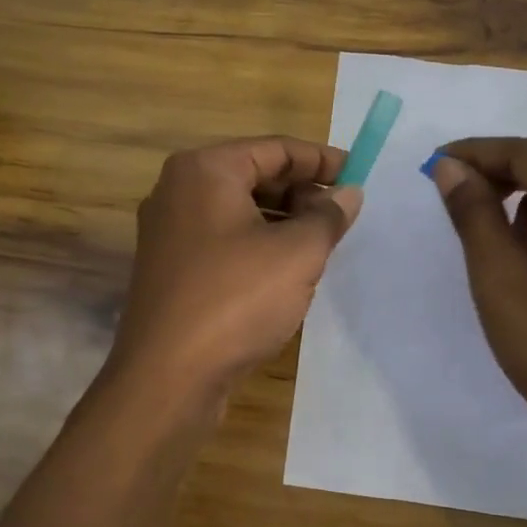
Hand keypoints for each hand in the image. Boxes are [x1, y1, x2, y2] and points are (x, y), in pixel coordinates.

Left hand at [110, 136, 362, 400]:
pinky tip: (285, 271)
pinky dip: (258, 244)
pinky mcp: (170, 268)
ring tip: (321, 243)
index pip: (274, 148)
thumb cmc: (236, 299)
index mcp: (204, 170)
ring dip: (282, 220)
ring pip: (239, 210)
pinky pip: (223, 240)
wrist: (167, 377)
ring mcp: (169, 231)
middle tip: (342, 214)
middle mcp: (178, 190)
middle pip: (253, 175)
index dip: (321, 159)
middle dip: (301, 191)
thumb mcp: (297, 253)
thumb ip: (328, 216)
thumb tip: (348, 193)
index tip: (358, 174)